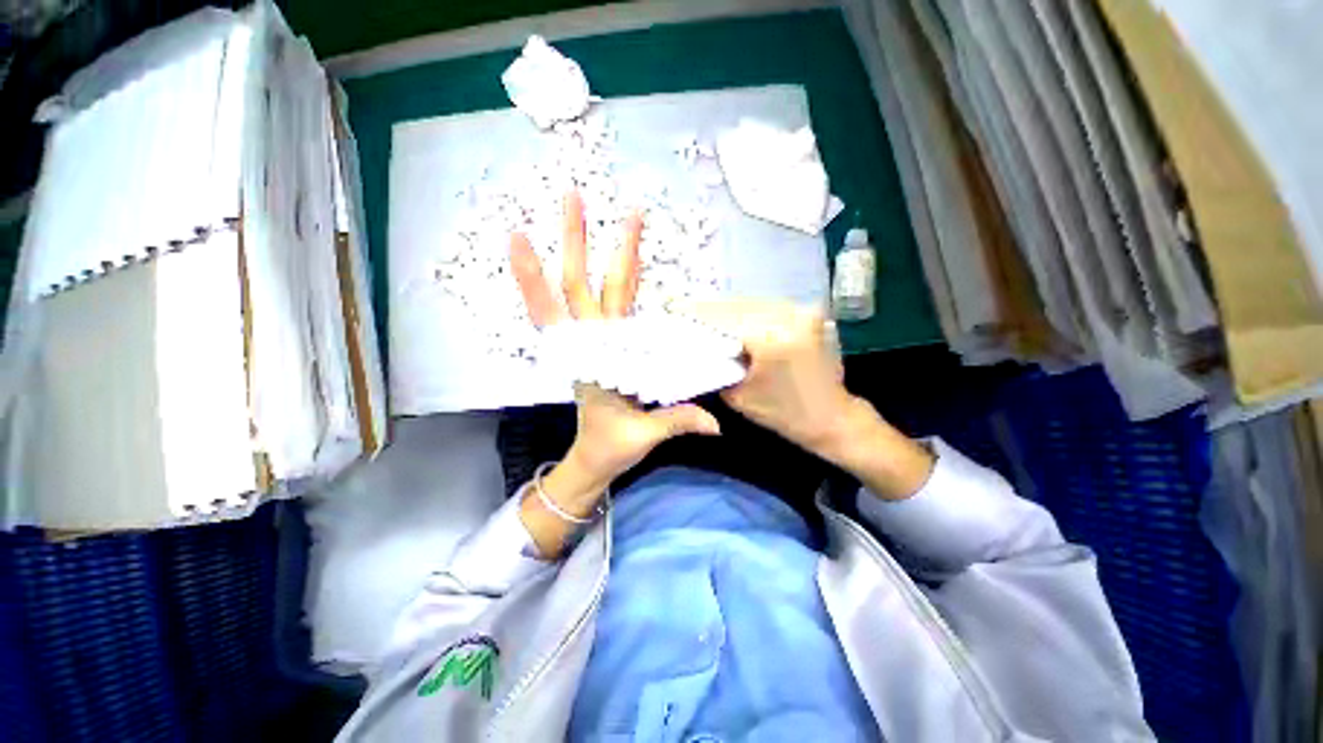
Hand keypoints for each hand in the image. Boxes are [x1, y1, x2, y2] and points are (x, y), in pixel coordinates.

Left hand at [509, 192, 719, 554]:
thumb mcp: (642, 435)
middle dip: (573, 241)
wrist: (597, 457)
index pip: (556, 313)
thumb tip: (716, 423)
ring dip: (591, 250)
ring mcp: (601, 339)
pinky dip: (612, 279)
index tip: (518, 236)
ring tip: (592, 210)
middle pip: (577, 285)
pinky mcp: (613, 344)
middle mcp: (591, 341)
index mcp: (588, 359)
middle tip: (573, 195)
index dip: (534, 278)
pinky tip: (620, 259)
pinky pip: (610, 304)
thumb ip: (677, 421)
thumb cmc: (612, 445)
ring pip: (593, 288)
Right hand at [690, 300, 933, 498]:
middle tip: (681, 310)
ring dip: (723, 309)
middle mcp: (786, 315)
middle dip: (706, 308)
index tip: (671, 309)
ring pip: (748, 302)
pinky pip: (763, 307)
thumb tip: (693, 348)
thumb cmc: (785, 414)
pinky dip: (743, 311)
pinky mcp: (803, 313)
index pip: (721, 317)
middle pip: (733, 305)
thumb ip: (714, 368)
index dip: (694, 313)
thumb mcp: (738, 396)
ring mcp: (798, 310)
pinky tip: (727, 318)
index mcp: (769, 338)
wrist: (833, 417)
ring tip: (699, 313)